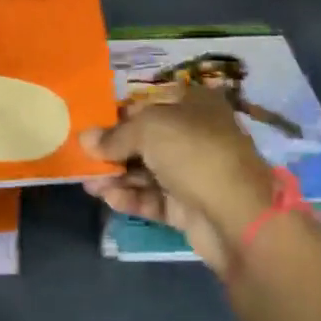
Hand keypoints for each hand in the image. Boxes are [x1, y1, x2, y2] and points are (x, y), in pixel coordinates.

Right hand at [80, 84, 277, 274]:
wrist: (238, 217)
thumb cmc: (194, 154)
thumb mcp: (149, 130)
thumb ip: (115, 135)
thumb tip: (85, 139)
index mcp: (195, 105)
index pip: (152, 103)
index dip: (121, 113)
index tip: (91, 124)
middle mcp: (196, 136)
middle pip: (147, 140)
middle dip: (114, 149)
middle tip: (83, 157)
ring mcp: (194, 174)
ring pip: (147, 171)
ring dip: (117, 176)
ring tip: (88, 182)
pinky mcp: (189, 208)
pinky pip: (154, 199)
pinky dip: (132, 198)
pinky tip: (108, 198)